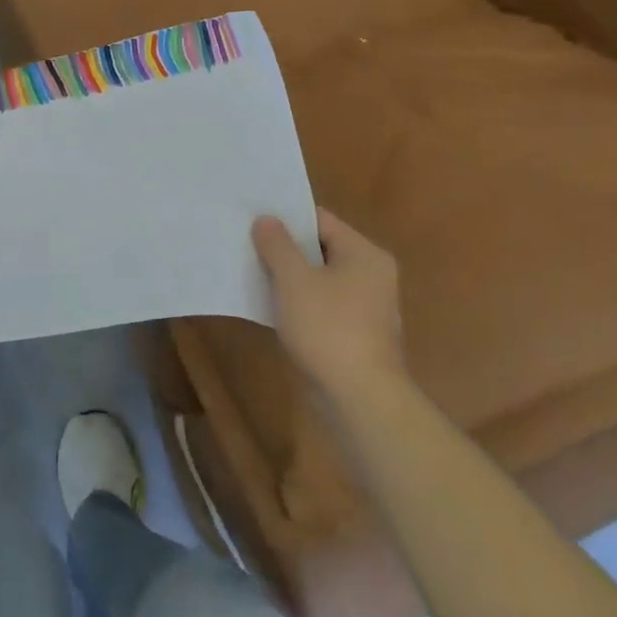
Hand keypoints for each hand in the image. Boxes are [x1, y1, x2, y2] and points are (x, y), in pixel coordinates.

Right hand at [252, 208, 405, 403]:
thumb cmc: (329, 329)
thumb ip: (277, 244)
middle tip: (246, 241)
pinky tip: (268, 304)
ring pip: (317, 279)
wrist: (360, 400)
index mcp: (364, 254)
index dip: (286, 216)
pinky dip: (296, 301)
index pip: (320, 220)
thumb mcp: (294, 280)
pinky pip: (320, 305)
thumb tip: (266, 219)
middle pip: (319, 248)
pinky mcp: (353, 334)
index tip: (253, 216)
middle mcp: (371, 275)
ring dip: (287, 276)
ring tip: (250, 269)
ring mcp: (364, 307)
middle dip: (283, 247)